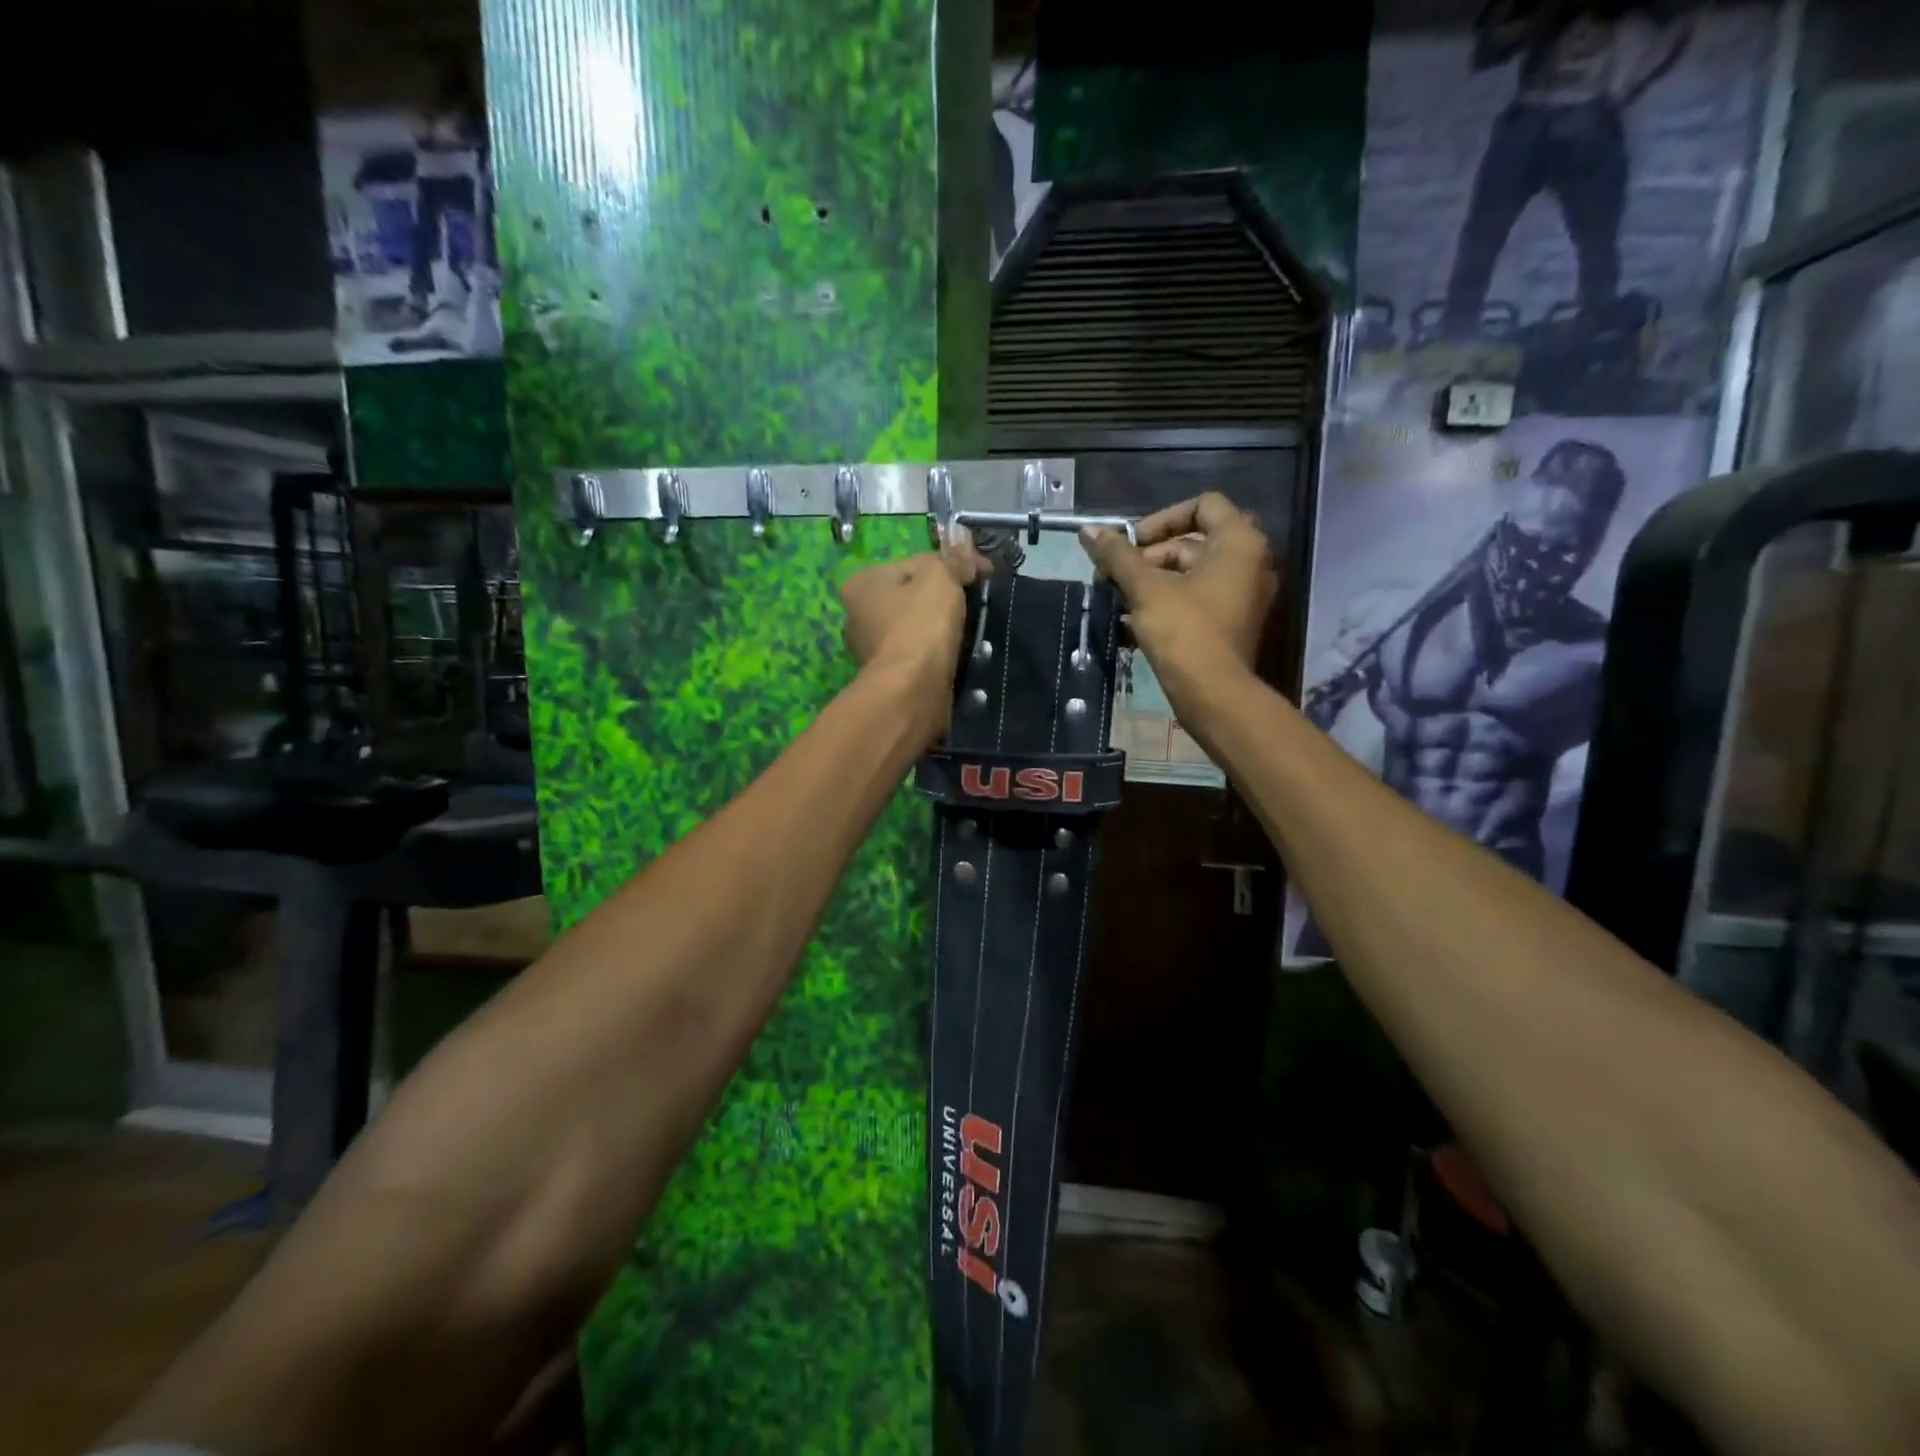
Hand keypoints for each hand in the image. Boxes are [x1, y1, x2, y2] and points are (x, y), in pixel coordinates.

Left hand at [841, 528, 989, 726]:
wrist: (913, 691)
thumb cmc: (921, 625)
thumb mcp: (942, 578)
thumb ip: (953, 557)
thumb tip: (962, 534)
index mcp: (862, 583)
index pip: (915, 562)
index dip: (952, 565)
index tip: (983, 575)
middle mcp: (858, 615)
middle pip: (914, 596)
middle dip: (944, 598)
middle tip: (978, 604)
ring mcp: (871, 650)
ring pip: (918, 627)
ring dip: (943, 628)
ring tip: (973, 634)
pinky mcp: (889, 677)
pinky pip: (919, 655)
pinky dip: (938, 653)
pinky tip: (958, 656)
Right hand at [1080, 493, 1276, 696]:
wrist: (1212, 692)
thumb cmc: (1183, 630)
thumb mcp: (1144, 588)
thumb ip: (1117, 555)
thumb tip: (1087, 530)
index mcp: (1238, 542)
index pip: (1203, 505)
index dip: (1162, 518)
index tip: (1132, 543)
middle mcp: (1249, 562)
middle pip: (1193, 542)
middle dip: (1149, 556)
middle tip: (1116, 575)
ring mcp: (1243, 595)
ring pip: (1191, 574)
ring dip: (1152, 582)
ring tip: (1118, 599)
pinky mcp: (1231, 623)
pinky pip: (1197, 599)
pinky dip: (1167, 602)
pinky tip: (1130, 621)